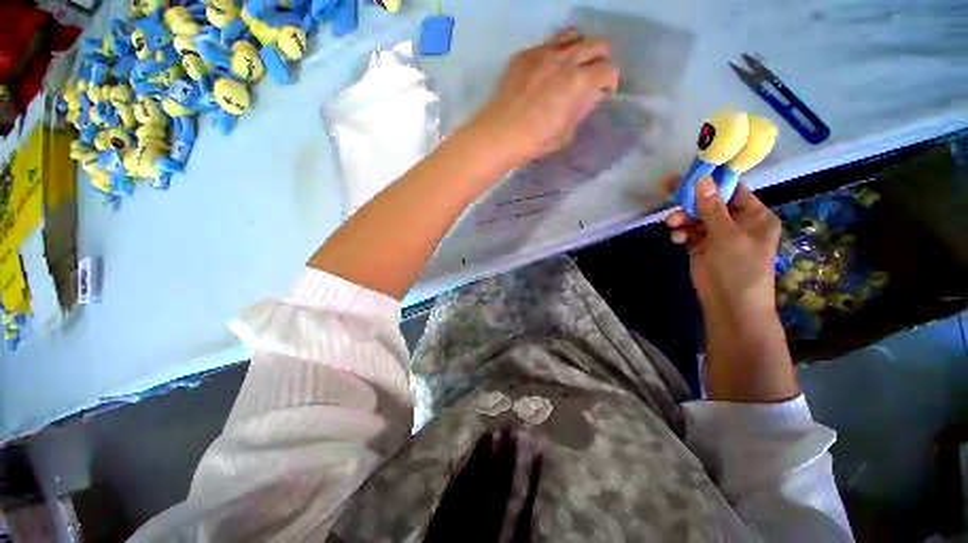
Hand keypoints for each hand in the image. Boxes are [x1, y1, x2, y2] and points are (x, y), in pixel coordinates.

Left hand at [469, 29, 619, 166]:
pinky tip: (547, 69)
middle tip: (592, 75)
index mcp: (577, 83)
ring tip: (573, 64)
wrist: (498, 135)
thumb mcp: (565, 134)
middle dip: (601, 59)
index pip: (607, 70)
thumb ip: (580, 111)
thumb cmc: (533, 142)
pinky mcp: (524, 55)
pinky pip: (547, 43)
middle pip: (596, 45)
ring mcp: (542, 53)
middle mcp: (564, 60)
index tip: (605, 90)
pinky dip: (555, 52)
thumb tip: (589, 97)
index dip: (610, 81)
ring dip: (580, 48)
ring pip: (572, 35)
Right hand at [665, 177, 780, 318]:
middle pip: (710, 202)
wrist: (730, 305)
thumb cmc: (739, 267)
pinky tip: (677, 238)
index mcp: (754, 215)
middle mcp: (736, 222)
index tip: (689, 174)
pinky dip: (681, 233)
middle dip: (690, 201)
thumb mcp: (727, 235)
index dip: (712, 181)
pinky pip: (689, 232)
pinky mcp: (701, 247)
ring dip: (683, 218)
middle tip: (669, 191)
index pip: (732, 190)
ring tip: (671, 224)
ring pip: (696, 218)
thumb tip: (702, 179)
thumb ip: (712, 208)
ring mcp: (717, 236)